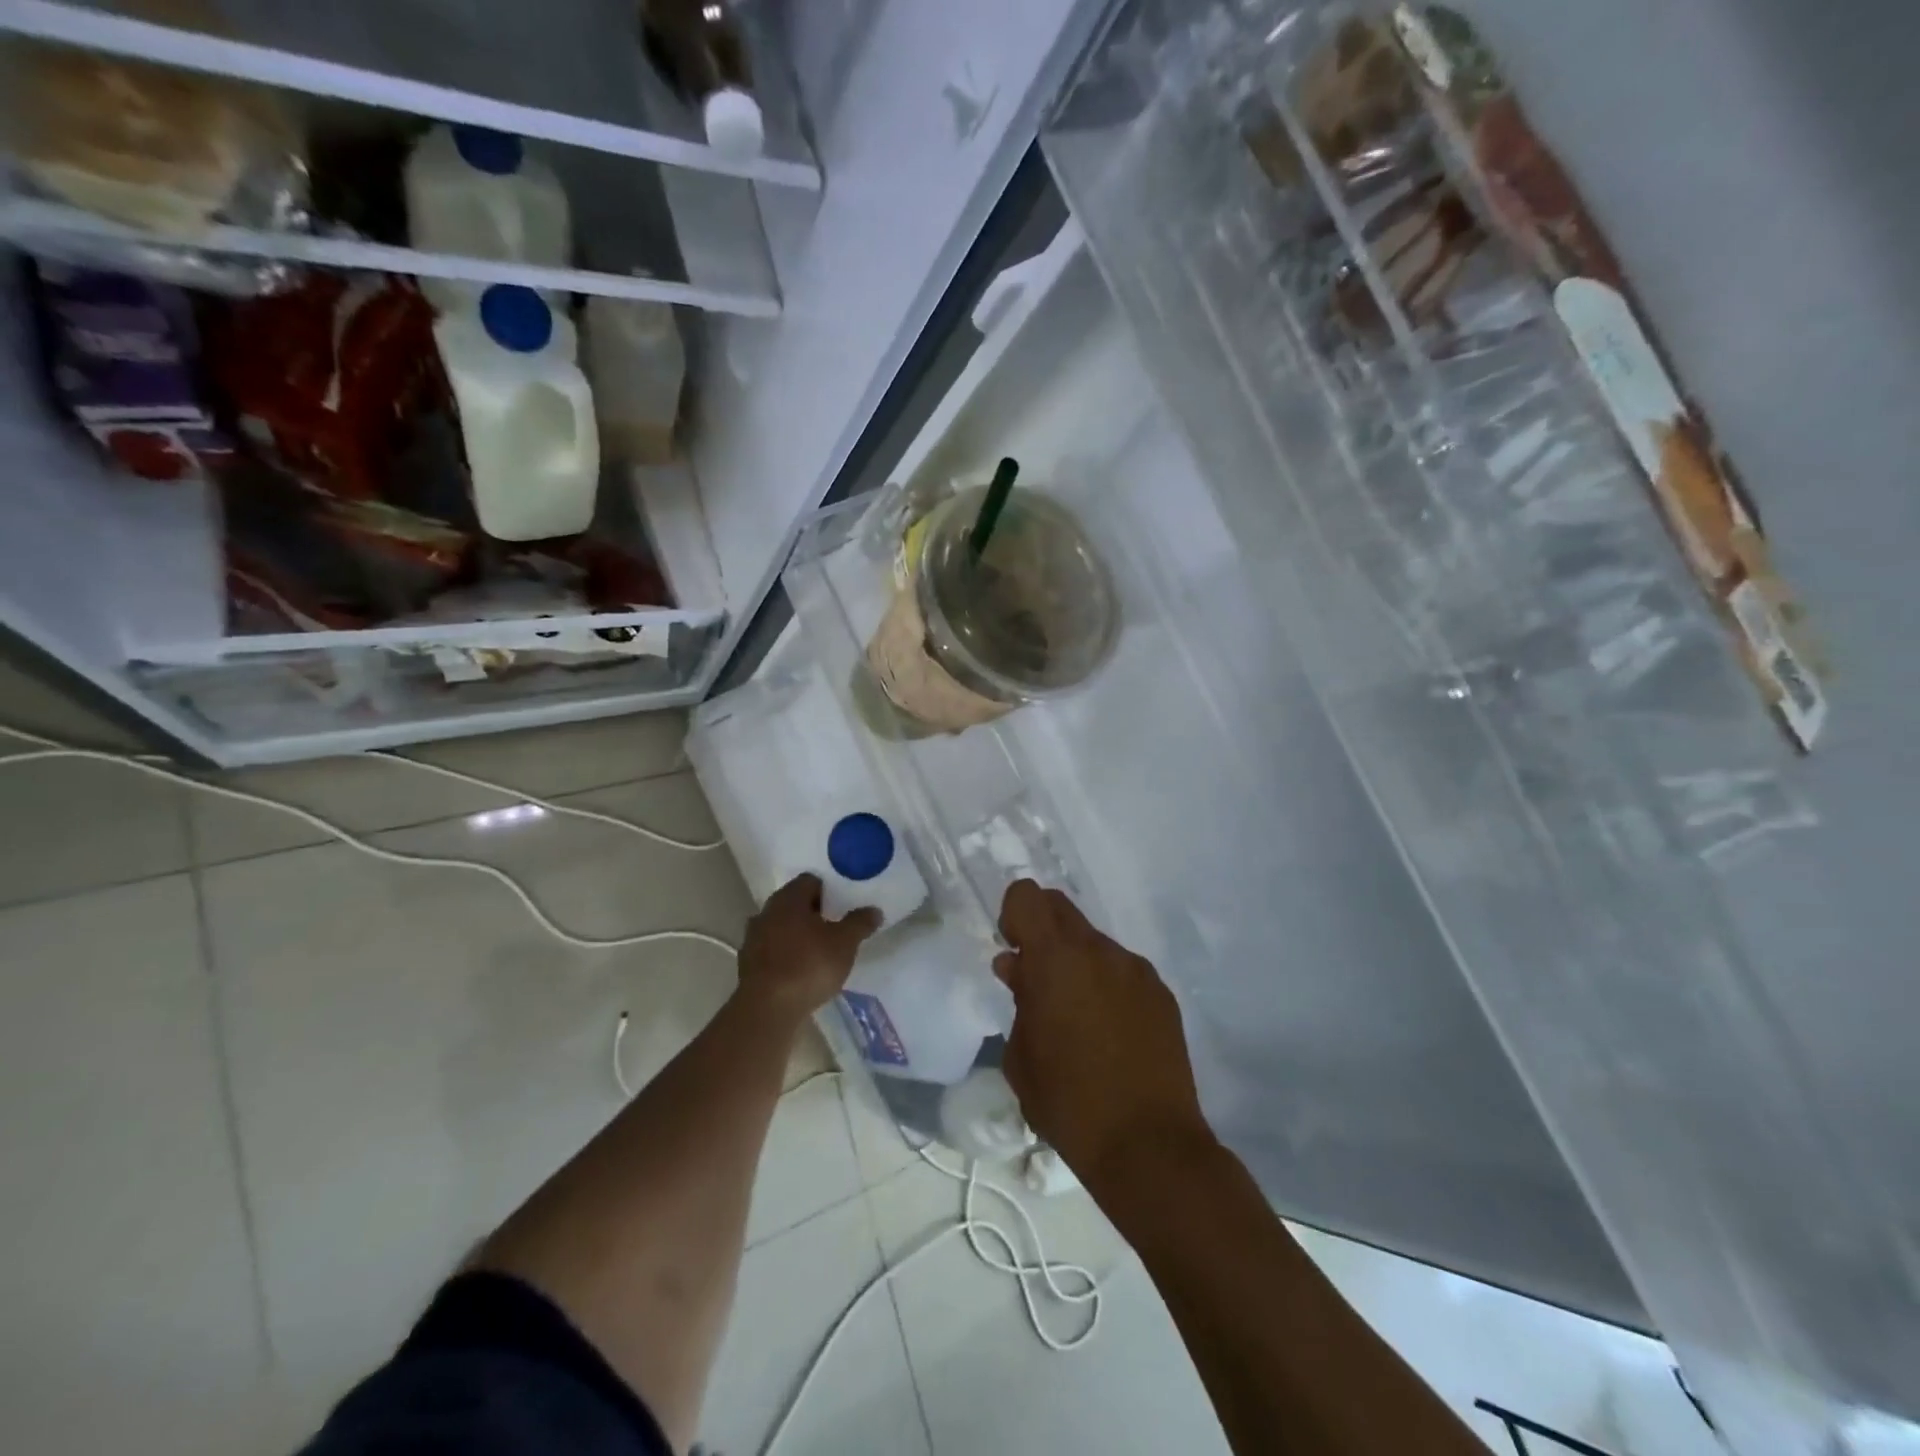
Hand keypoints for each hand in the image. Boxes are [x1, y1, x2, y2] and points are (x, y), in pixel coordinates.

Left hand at [735, 874, 880, 1025]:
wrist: (767, 1009)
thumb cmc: (809, 966)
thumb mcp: (845, 943)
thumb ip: (860, 923)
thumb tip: (874, 910)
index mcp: (788, 898)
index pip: (810, 881)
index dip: (829, 891)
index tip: (844, 906)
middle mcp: (766, 911)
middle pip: (794, 904)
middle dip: (814, 913)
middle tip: (836, 927)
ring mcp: (753, 938)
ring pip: (782, 928)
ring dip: (798, 935)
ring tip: (820, 951)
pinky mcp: (747, 964)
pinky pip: (772, 951)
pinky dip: (786, 955)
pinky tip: (801, 971)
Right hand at [993, 880, 1212, 1194]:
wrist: (1149, 1146)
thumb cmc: (1069, 1104)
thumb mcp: (1021, 1057)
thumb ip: (1018, 999)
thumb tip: (1016, 967)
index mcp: (1056, 960)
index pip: (1027, 896)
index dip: (1014, 914)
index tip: (1014, 950)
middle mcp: (1099, 951)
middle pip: (1061, 908)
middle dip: (1042, 931)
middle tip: (1037, 979)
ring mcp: (1136, 970)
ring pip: (1094, 942)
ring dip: (1077, 962)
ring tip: (1078, 1017)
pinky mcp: (1161, 993)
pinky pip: (1122, 970)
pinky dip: (1107, 984)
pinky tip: (1110, 1032)